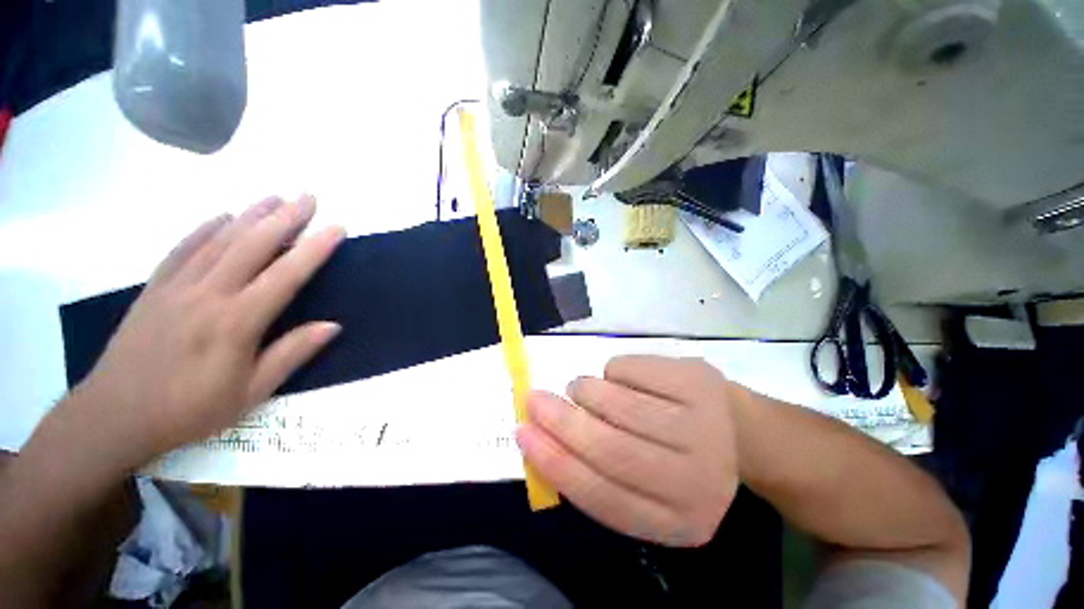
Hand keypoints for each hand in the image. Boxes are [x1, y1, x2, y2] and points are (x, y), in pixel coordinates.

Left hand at [76, 195, 344, 467]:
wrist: (115, 416)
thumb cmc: (189, 409)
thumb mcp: (250, 393)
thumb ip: (291, 355)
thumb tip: (332, 326)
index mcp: (236, 322)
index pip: (285, 276)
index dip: (314, 250)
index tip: (336, 228)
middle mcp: (208, 295)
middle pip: (251, 246)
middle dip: (284, 218)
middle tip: (307, 197)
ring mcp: (177, 287)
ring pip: (219, 241)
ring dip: (249, 215)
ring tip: (274, 197)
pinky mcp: (155, 289)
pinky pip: (182, 250)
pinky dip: (203, 229)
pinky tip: (221, 216)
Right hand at [517, 355, 739, 546]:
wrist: (738, 430)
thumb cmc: (677, 457)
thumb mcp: (644, 486)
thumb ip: (596, 472)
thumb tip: (539, 438)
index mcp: (678, 521)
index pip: (603, 497)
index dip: (555, 464)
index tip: (523, 434)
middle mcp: (697, 480)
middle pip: (611, 450)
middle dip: (562, 422)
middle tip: (535, 400)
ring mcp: (702, 425)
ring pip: (620, 404)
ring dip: (586, 392)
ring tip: (580, 389)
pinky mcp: (697, 382)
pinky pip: (631, 368)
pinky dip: (611, 371)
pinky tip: (618, 377)